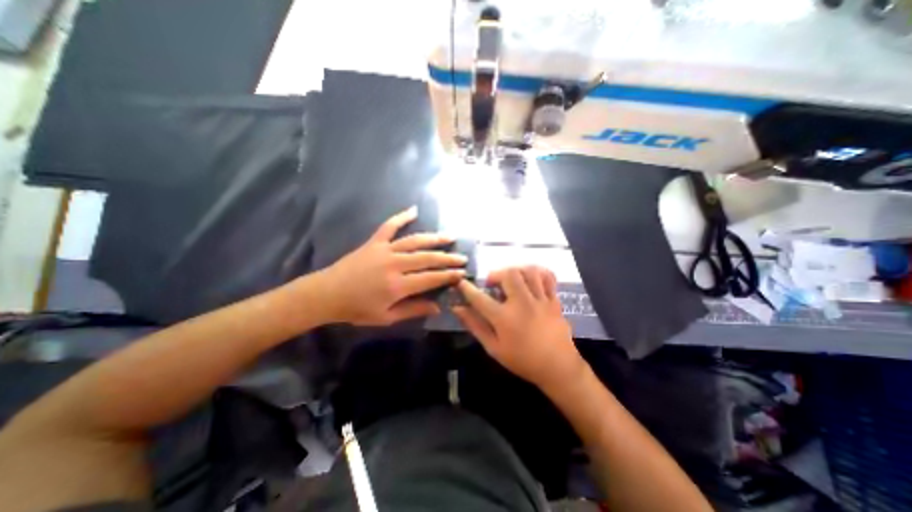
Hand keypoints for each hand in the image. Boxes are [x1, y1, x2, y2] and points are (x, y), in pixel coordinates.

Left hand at [316, 206, 468, 324]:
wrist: (327, 294)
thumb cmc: (357, 309)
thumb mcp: (386, 317)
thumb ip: (413, 310)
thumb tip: (437, 307)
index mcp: (398, 285)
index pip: (431, 278)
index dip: (448, 276)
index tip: (462, 273)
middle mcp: (395, 264)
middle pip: (427, 258)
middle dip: (448, 258)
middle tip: (463, 257)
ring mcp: (385, 250)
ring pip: (415, 241)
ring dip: (434, 239)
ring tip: (449, 237)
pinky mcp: (374, 242)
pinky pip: (389, 226)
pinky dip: (401, 217)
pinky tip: (414, 210)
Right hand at [451, 264, 587, 391]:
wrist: (558, 368)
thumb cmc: (522, 360)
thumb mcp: (494, 348)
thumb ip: (475, 326)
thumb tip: (457, 309)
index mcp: (504, 318)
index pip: (479, 298)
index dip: (467, 288)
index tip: (461, 282)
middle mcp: (522, 304)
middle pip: (508, 274)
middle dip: (496, 274)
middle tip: (493, 284)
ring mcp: (540, 300)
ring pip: (529, 271)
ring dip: (516, 271)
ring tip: (511, 280)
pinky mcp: (554, 300)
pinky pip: (548, 277)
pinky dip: (538, 272)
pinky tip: (531, 278)